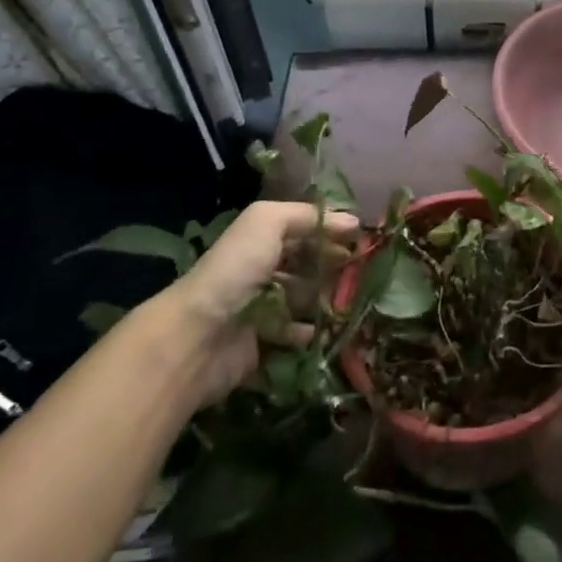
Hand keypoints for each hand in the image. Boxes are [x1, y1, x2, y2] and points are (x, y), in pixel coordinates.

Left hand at [150, 200, 359, 407]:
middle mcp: (260, 271)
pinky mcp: (261, 345)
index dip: (331, 233)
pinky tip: (325, 331)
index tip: (363, 239)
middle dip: (332, 267)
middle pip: (305, 266)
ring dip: (325, 301)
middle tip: (362, 273)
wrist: (198, 336)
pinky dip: (310, 334)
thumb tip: (351, 221)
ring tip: (350, 303)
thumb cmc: (236, 269)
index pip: (303, 231)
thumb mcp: (268, 222)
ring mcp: (260, 309)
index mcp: (260, 240)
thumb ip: (307, 216)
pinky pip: (293, 338)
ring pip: (302, 301)